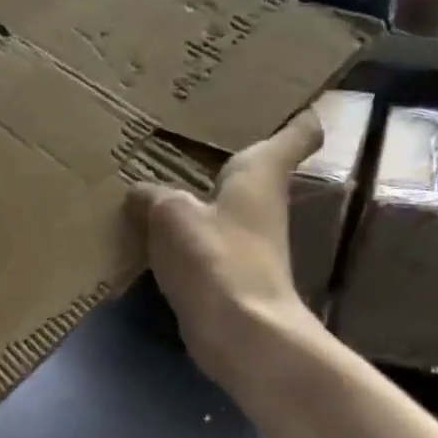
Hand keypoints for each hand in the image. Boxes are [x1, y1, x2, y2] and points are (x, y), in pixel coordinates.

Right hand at [129, 110, 325, 393]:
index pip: (298, 133)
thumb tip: (140, 196)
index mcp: (260, 174)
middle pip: (249, 168)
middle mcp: (260, 203)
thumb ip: (151, 195)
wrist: (240, 334)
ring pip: (218, 205)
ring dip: (190, 195)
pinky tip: (143, 228)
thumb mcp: (170, 212)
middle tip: (177, 130)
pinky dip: (176, 233)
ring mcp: (245, 241)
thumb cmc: (216, 257)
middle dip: (219, 152)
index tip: (275, 102)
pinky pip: (197, 240)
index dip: (293, 114)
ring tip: (148, 175)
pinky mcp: (226, 273)